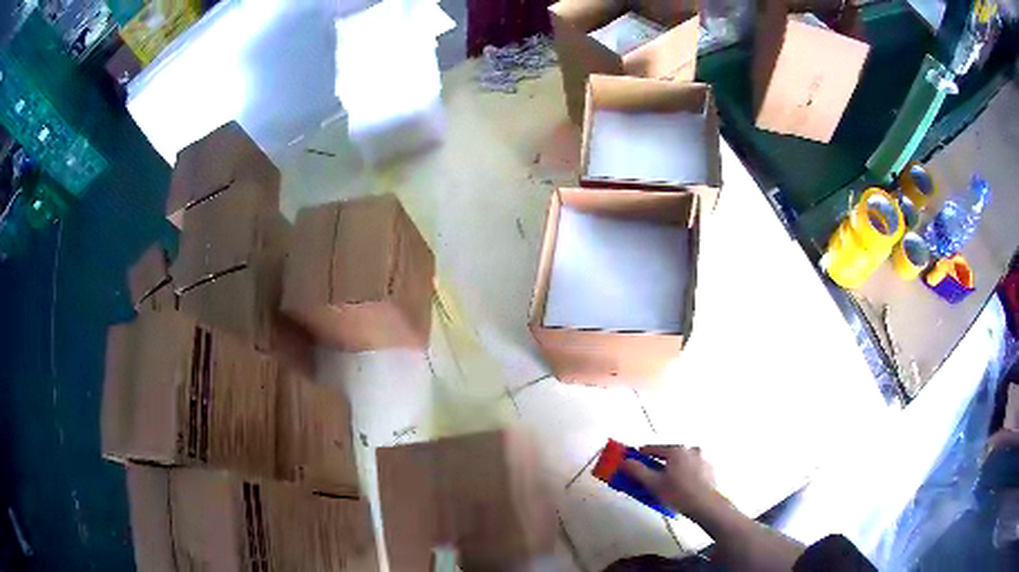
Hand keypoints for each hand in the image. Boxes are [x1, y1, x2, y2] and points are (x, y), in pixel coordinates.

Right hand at [623, 445, 723, 518]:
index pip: (654, 448)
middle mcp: (691, 449)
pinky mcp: (710, 469)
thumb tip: (626, 461)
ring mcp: (703, 458)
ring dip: (674, 467)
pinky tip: (682, 485)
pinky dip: (686, 472)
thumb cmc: (677, 493)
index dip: (642, 454)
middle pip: (670, 454)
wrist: (705, 504)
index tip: (634, 458)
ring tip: (667, 481)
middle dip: (659, 462)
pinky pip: (693, 468)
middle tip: (651, 472)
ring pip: (683, 461)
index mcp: (676, 450)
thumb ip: (638, 471)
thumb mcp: (653, 484)